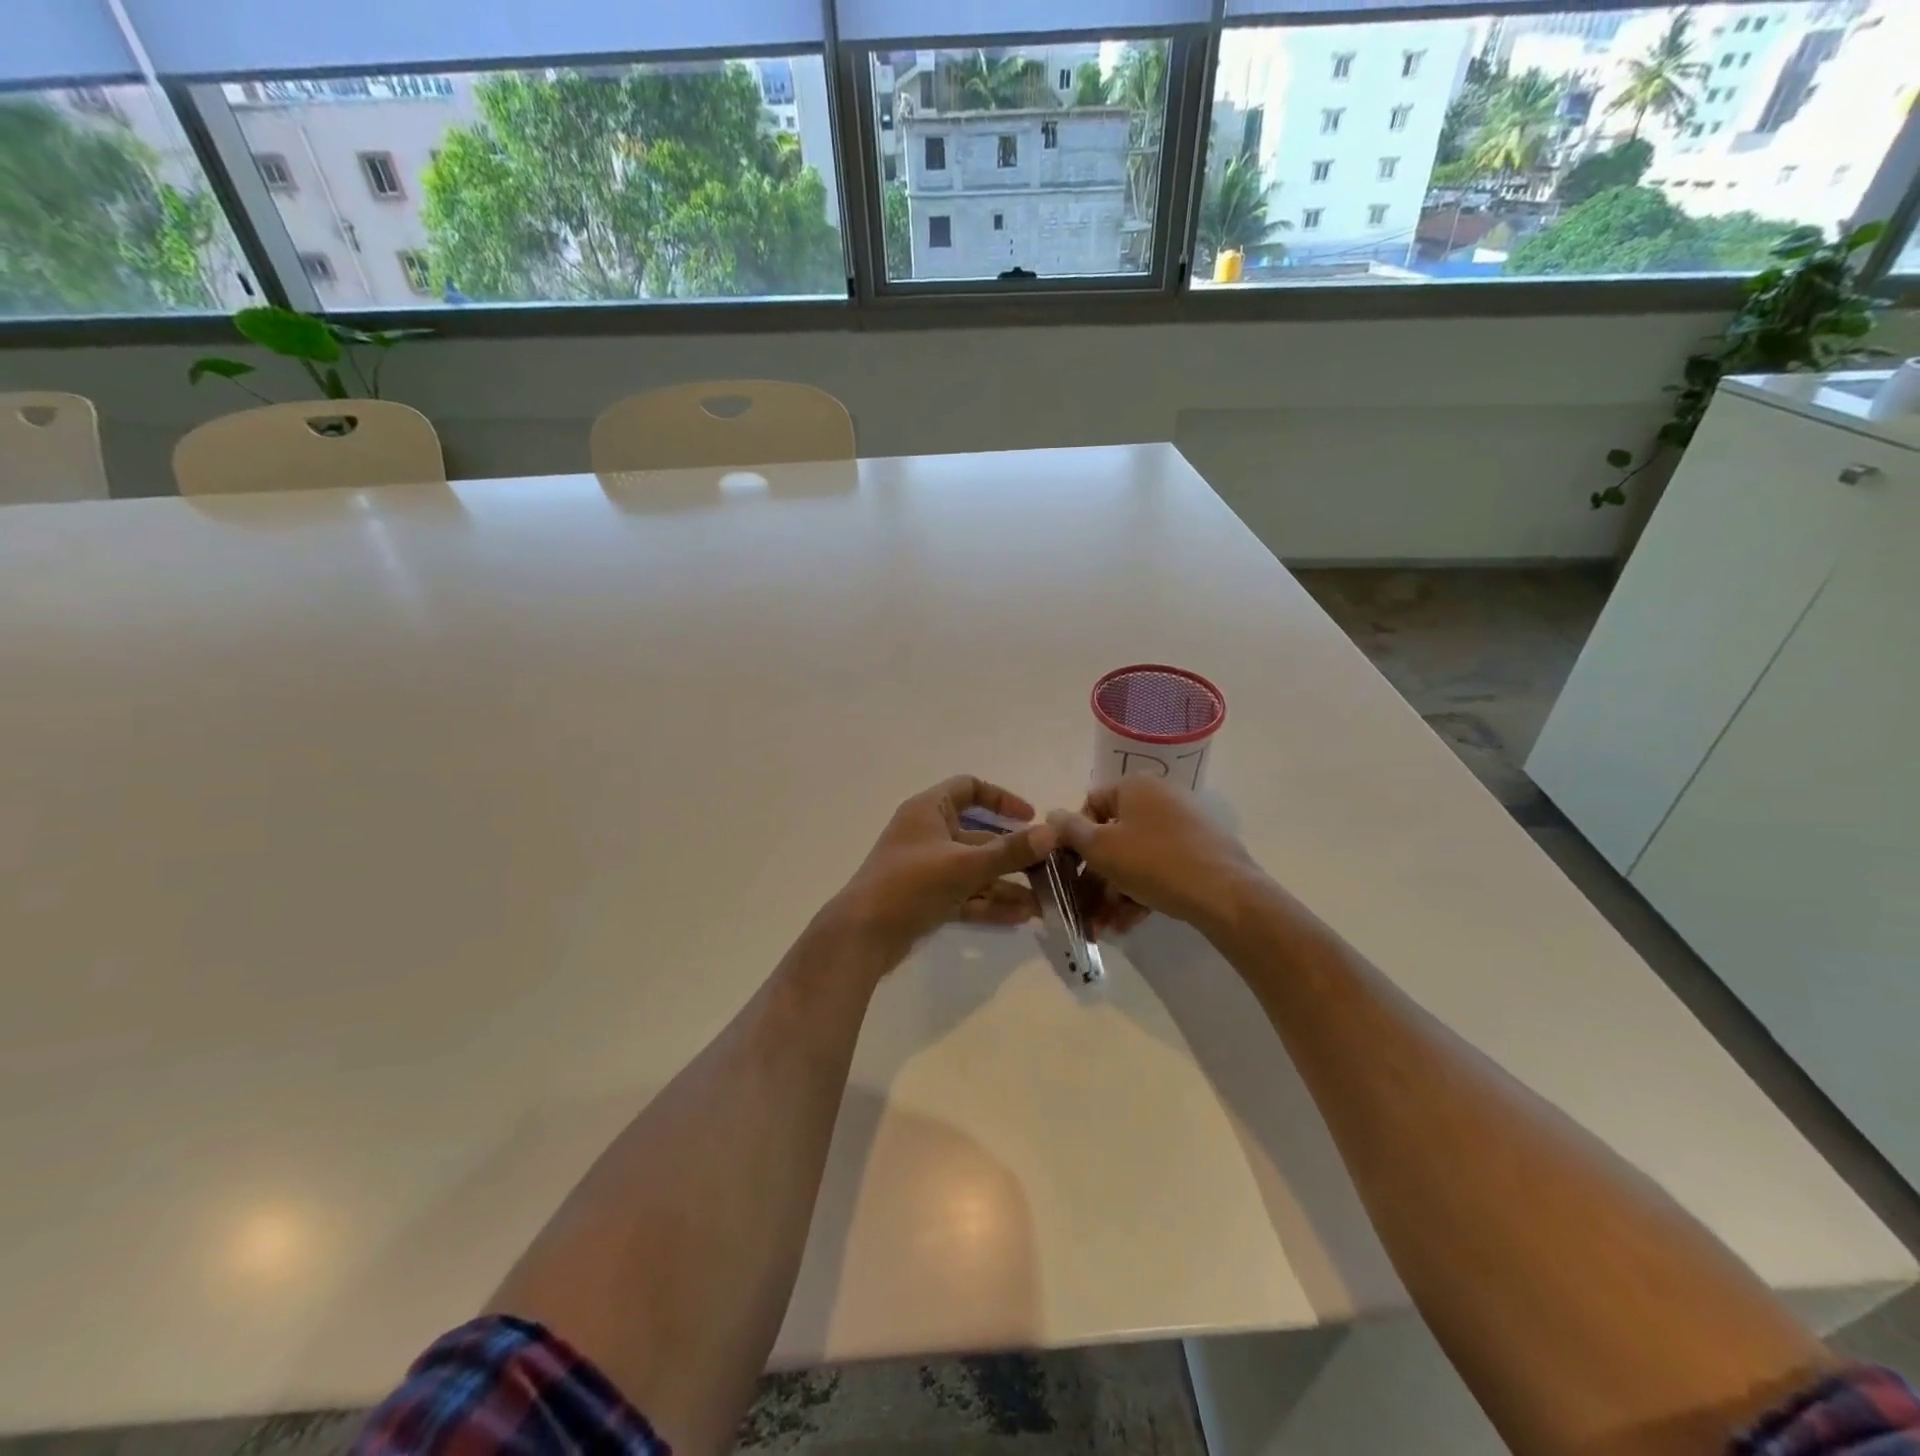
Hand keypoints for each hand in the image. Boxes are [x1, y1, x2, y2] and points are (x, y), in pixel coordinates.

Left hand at [832, 776, 1056, 967]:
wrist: (863, 935)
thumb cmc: (910, 884)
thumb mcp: (964, 865)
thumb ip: (1009, 851)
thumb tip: (1051, 833)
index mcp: (929, 810)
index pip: (968, 788)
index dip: (1001, 798)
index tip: (1030, 817)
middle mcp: (928, 834)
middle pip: (978, 834)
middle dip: (1012, 851)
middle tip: (1047, 866)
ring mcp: (927, 868)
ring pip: (974, 869)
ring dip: (1006, 882)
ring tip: (1042, 900)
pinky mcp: (926, 898)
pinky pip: (965, 894)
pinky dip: (989, 902)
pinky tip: (1021, 917)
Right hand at [1048, 778, 1262, 938]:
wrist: (1225, 893)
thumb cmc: (1154, 861)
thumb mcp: (1101, 847)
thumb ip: (1070, 830)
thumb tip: (1053, 815)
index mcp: (1135, 786)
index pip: (1091, 805)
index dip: (1074, 838)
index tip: (1068, 870)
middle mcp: (1159, 798)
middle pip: (1113, 837)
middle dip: (1094, 878)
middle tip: (1083, 910)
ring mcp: (1183, 826)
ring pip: (1134, 858)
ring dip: (1113, 893)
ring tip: (1104, 928)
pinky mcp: (1198, 853)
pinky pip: (1158, 869)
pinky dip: (1140, 893)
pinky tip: (1128, 925)